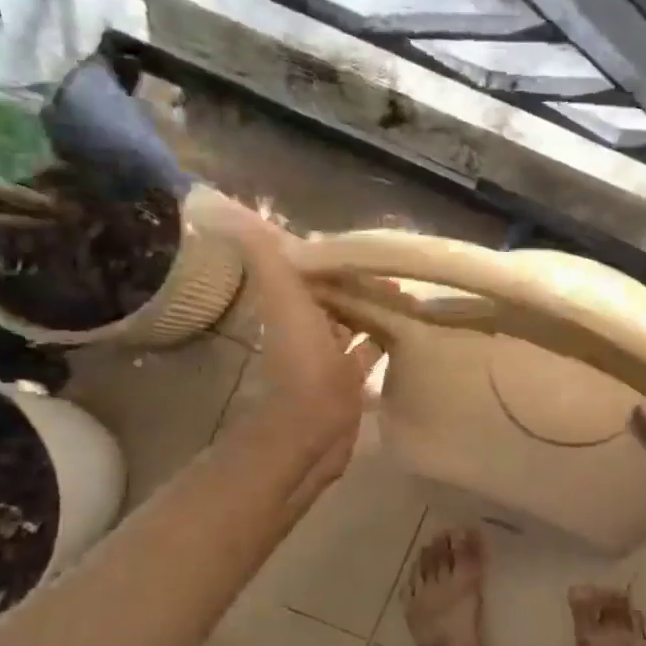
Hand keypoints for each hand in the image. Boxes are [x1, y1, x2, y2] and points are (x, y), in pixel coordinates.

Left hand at [213, 198, 380, 481]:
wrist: (311, 431)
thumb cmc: (303, 365)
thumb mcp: (285, 302)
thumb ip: (268, 260)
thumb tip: (237, 215)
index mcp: (293, 308)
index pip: (314, 273)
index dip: (337, 259)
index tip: (368, 248)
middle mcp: (309, 330)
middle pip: (336, 297)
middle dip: (361, 283)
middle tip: (397, 272)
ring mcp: (330, 358)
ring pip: (354, 324)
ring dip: (375, 310)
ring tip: (409, 297)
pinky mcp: (350, 382)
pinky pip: (369, 353)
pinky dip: (384, 340)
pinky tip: (407, 332)